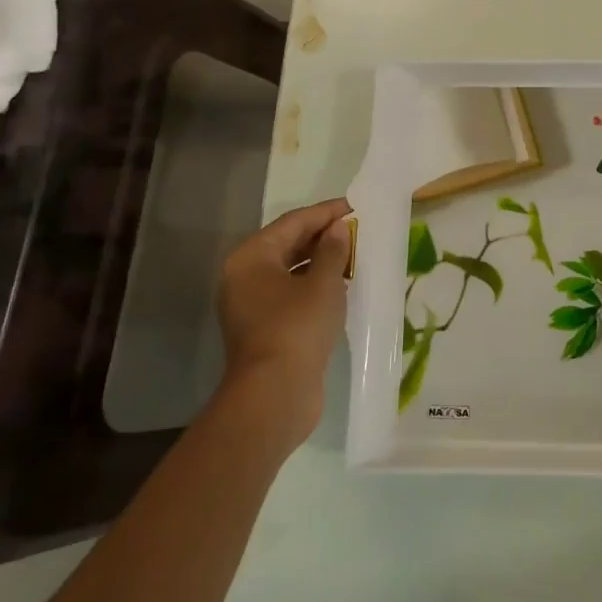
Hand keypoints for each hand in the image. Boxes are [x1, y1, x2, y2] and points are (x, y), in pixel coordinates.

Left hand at [217, 197, 351, 444]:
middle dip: (322, 236)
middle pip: (287, 244)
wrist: (275, 395)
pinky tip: (340, 285)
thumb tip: (337, 228)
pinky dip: (313, 285)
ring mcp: (251, 304)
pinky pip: (290, 293)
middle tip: (356, 229)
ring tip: (353, 254)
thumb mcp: (323, 283)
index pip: (292, 223)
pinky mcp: (264, 328)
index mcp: (251, 257)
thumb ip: (333, 250)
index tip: (354, 207)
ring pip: (289, 270)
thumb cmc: (297, 327)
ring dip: (320, 261)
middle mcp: (244, 276)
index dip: (325, 213)